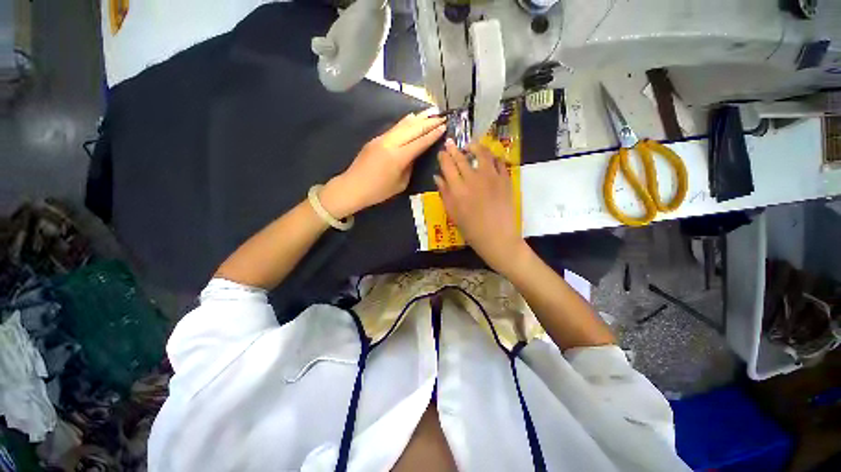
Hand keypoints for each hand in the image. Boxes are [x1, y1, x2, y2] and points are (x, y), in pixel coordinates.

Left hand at [320, 110, 445, 218]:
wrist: (352, 187)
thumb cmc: (378, 191)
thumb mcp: (400, 184)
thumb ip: (409, 168)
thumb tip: (413, 156)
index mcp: (398, 157)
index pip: (420, 142)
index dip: (432, 134)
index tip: (444, 126)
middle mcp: (390, 143)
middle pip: (413, 129)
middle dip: (429, 122)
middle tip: (442, 117)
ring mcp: (382, 139)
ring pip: (403, 124)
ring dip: (418, 118)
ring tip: (431, 111)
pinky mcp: (376, 139)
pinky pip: (395, 128)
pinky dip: (406, 122)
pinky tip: (412, 118)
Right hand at [434, 140, 526, 273]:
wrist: (498, 238)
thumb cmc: (471, 230)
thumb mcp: (453, 214)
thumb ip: (444, 193)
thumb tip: (437, 177)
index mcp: (458, 189)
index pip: (447, 166)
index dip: (443, 157)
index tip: (441, 153)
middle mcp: (474, 179)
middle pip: (462, 158)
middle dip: (454, 149)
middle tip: (451, 143)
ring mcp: (492, 178)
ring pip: (483, 154)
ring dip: (475, 147)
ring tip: (471, 145)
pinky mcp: (505, 180)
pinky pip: (499, 163)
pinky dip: (493, 157)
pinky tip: (489, 157)